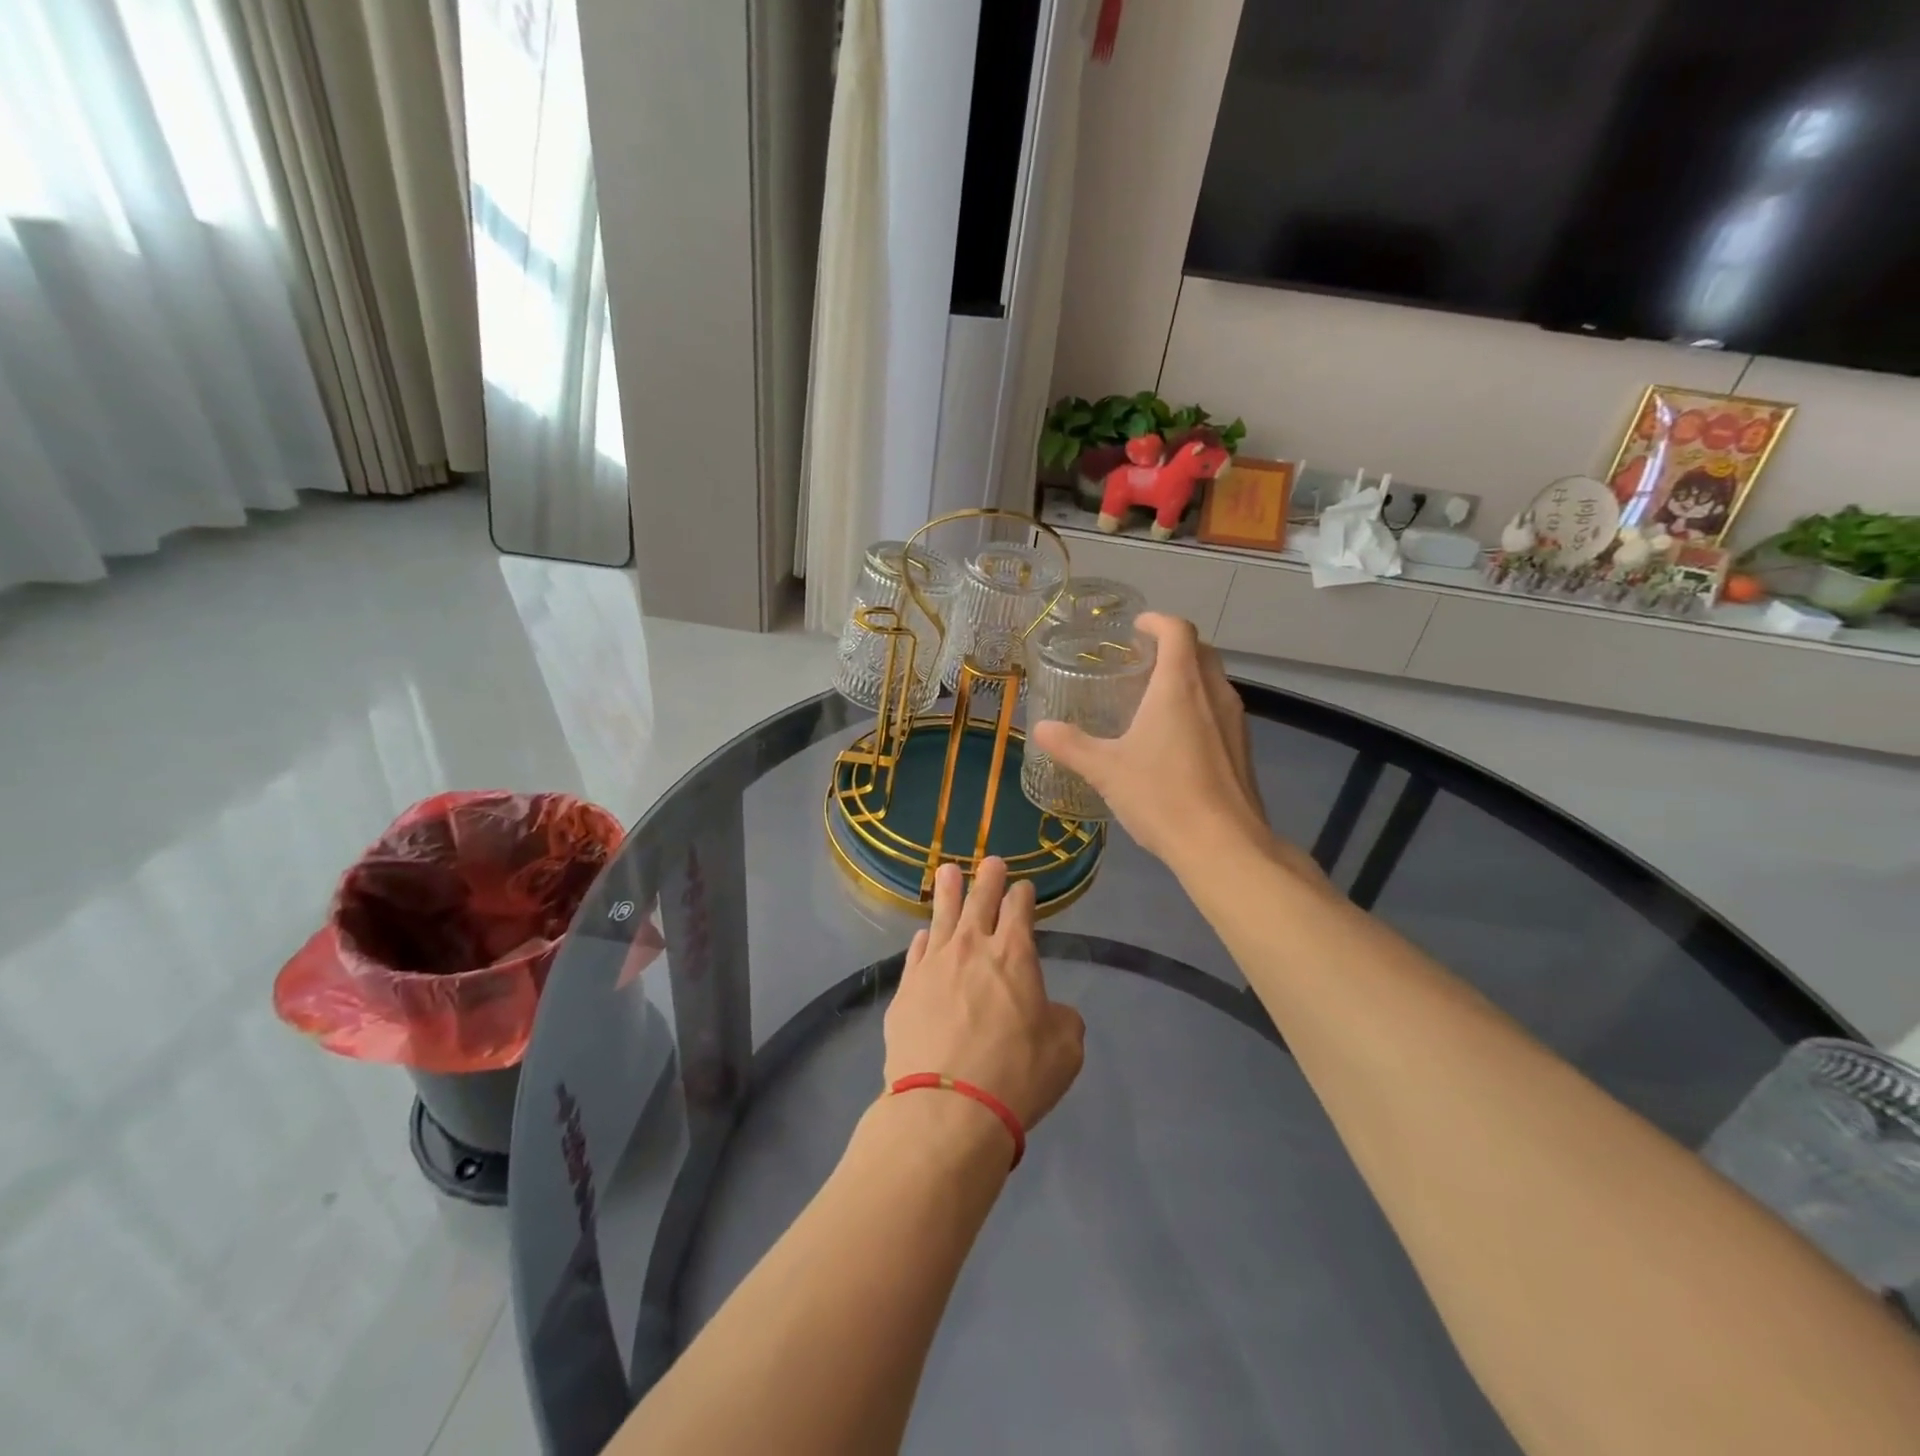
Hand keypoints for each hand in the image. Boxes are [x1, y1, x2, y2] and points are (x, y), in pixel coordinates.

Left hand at [883, 858, 1085, 1132]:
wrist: (947, 1108)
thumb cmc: (1016, 1076)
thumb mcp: (1065, 1050)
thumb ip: (1062, 1019)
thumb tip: (1051, 1011)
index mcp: (1014, 955)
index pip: (1019, 909)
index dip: (1023, 894)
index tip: (1024, 887)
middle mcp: (972, 948)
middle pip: (980, 901)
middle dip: (988, 878)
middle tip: (991, 860)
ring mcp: (933, 966)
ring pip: (942, 917)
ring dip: (949, 892)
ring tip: (949, 871)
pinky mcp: (905, 990)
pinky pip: (916, 953)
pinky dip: (923, 939)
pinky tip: (923, 934)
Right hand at [1029, 613, 1275, 875]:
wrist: (1224, 845)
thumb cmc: (1162, 795)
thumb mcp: (1106, 770)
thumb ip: (1071, 745)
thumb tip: (1039, 728)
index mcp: (1180, 685)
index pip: (1177, 630)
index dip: (1157, 621)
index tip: (1136, 627)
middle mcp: (1213, 693)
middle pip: (1200, 650)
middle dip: (1173, 645)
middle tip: (1141, 660)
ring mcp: (1235, 721)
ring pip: (1213, 681)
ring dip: (1189, 676)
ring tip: (1155, 696)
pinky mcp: (1243, 749)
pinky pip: (1220, 710)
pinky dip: (1199, 705)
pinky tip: (1176, 738)